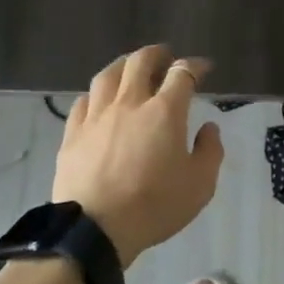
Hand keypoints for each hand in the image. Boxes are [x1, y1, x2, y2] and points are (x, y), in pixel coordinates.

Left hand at [52, 45, 224, 266]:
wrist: (95, 229)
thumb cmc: (153, 206)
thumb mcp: (199, 186)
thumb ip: (210, 152)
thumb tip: (208, 128)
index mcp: (164, 111)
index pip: (182, 73)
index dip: (195, 65)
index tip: (203, 68)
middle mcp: (130, 102)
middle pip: (141, 61)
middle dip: (157, 54)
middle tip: (165, 58)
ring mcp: (98, 115)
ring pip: (108, 74)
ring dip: (123, 65)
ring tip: (130, 69)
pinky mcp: (73, 133)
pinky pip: (83, 101)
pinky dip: (95, 94)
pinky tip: (98, 100)